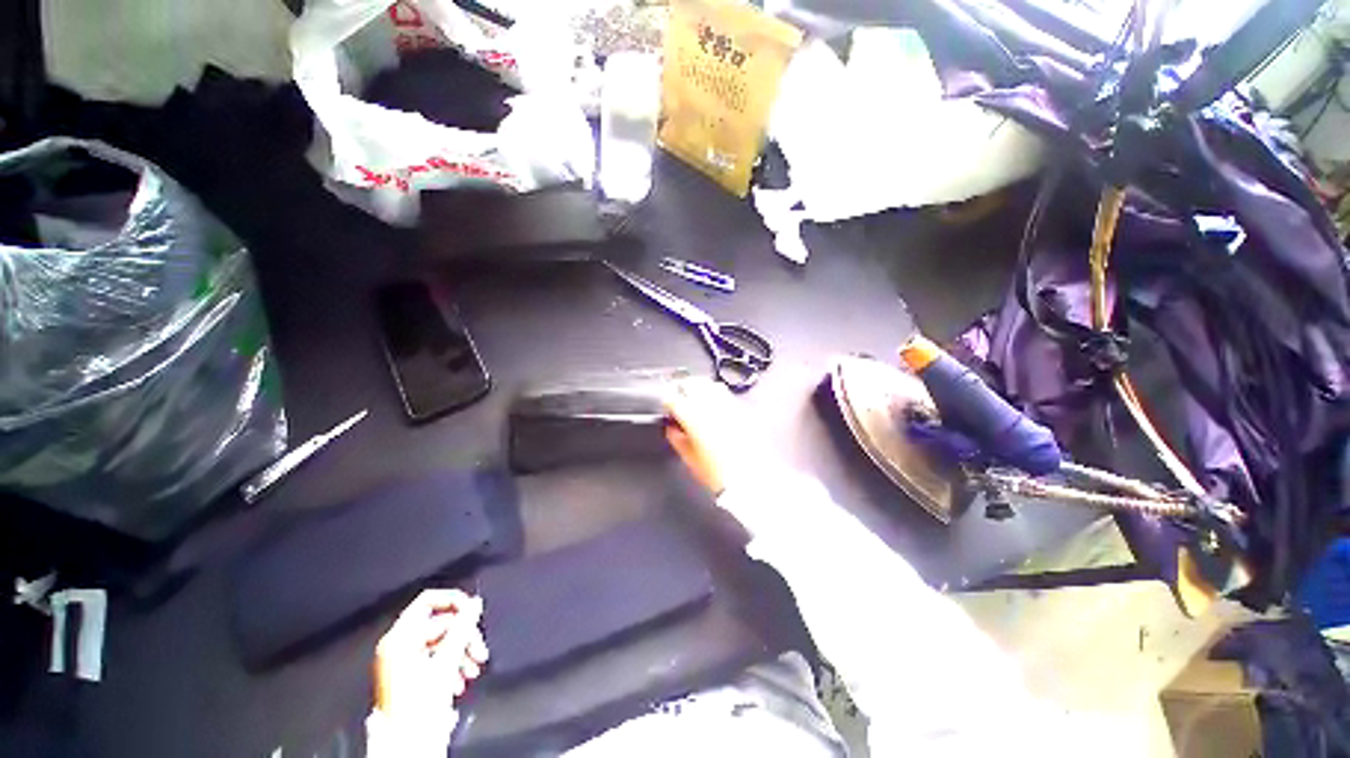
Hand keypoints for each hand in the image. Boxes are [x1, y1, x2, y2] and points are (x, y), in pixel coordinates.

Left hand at [373, 589, 487, 728]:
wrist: (405, 743)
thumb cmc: (419, 702)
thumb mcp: (447, 661)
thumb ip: (463, 627)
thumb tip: (475, 604)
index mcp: (400, 636)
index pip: (429, 601)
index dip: (454, 601)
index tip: (473, 612)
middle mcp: (398, 644)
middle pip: (439, 624)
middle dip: (464, 637)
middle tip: (479, 652)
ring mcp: (401, 661)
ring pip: (440, 642)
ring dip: (461, 653)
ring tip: (472, 670)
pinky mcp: (407, 675)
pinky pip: (434, 658)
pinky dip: (451, 664)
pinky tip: (460, 680)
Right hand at [664, 378, 764, 494]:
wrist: (750, 479)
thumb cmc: (719, 473)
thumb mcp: (690, 459)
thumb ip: (677, 439)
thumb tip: (672, 429)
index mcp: (693, 417)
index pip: (673, 398)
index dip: (667, 401)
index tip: (667, 407)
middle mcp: (710, 406)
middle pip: (690, 383)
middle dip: (681, 388)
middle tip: (678, 398)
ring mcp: (727, 405)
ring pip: (708, 384)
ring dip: (699, 387)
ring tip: (695, 397)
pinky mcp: (740, 409)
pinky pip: (725, 393)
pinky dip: (715, 394)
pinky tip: (714, 405)